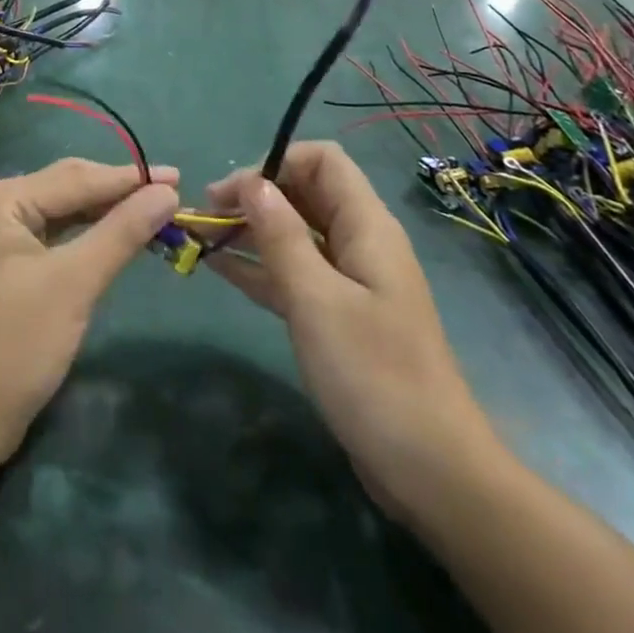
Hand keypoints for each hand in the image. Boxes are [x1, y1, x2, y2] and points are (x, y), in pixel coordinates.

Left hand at [0, 159, 178, 465]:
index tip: (178, 178)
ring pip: (67, 214)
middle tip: (172, 194)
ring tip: (155, 212)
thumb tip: (168, 192)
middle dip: (119, 192)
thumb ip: (121, 232)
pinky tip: (119, 239)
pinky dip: (92, 238)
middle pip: (70, 189)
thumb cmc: (14, 343)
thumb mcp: (73, 283)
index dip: (129, 178)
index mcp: (3, 199)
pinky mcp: (12, 270)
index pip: (77, 178)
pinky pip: (60, 239)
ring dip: (108, 215)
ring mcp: (4, 240)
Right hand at [204, 142, 496, 518]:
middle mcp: (359, 242)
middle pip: (304, 194)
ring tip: (202, 237)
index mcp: (366, 226)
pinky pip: (294, 274)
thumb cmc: (373, 374)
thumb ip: (280, 236)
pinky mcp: (338, 316)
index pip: (322, 161)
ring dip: (251, 230)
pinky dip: (260, 267)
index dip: (276, 163)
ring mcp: (349, 281)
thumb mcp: (317, 299)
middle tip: (206, 214)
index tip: (233, 190)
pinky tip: (220, 269)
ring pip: (294, 234)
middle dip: (256, 195)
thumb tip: (250, 182)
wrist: (431, 471)